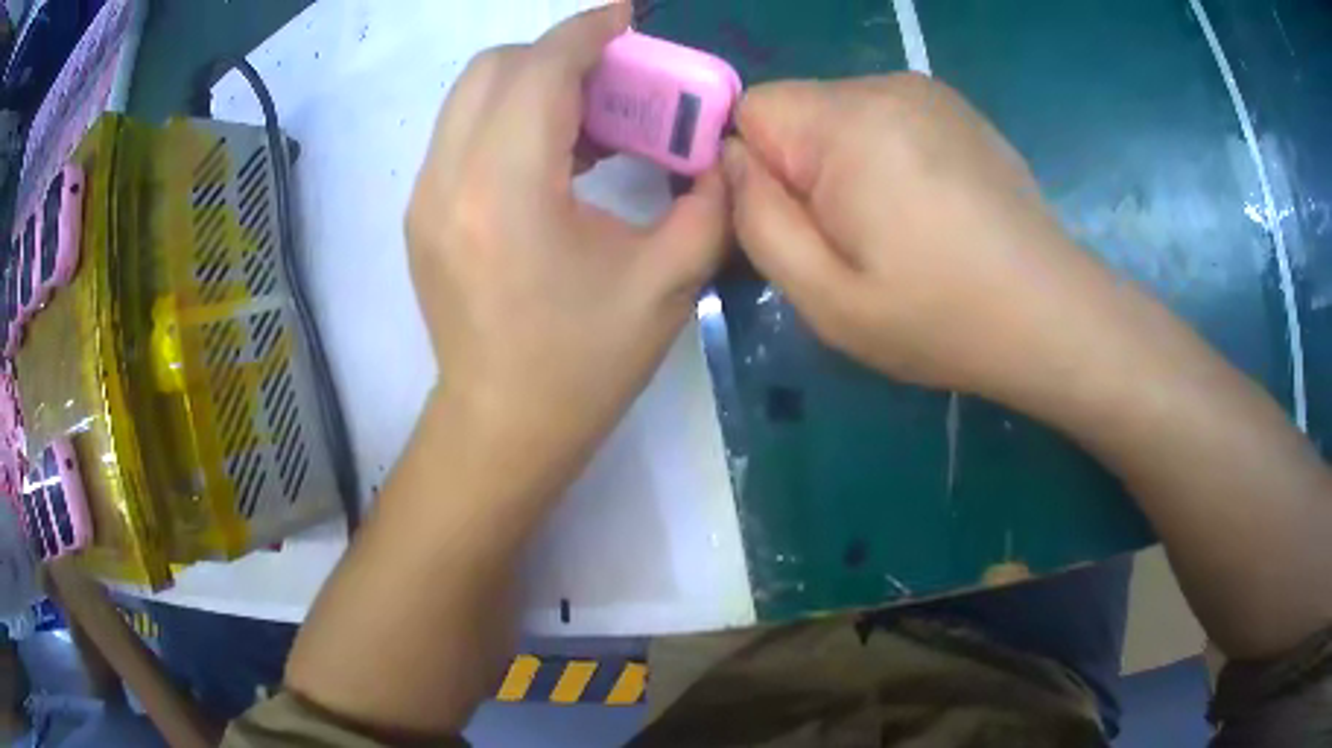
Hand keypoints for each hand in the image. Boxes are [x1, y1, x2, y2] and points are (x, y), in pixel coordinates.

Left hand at [406, 3, 727, 490]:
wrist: (502, 426)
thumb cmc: (583, 365)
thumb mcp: (668, 283)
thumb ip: (710, 203)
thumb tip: (722, 156)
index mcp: (507, 190)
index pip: (540, 71)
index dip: (587, 33)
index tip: (626, 18)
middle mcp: (449, 180)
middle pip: (494, 68)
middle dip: (558, 54)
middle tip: (615, 79)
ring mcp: (425, 197)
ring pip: (471, 95)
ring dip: (532, 84)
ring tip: (591, 120)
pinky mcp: (422, 214)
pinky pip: (461, 131)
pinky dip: (507, 117)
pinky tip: (553, 156)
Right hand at [723, 74, 1112, 400]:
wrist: (1053, 316)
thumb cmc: (942, 319)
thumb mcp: (826, 299)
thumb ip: (758, 221)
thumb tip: (730, 161)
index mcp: (847, 123)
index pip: (749, 111)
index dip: (754, 170)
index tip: (795, 225)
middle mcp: (884, 85)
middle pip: (796, 112)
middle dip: (800, 170)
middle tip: (850, 240)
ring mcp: (927, 91)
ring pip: (839, 116)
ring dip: (844, 165)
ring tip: (895, 229)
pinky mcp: (956, 108)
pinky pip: (884, 119)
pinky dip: (884, 157)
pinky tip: (928, 208)